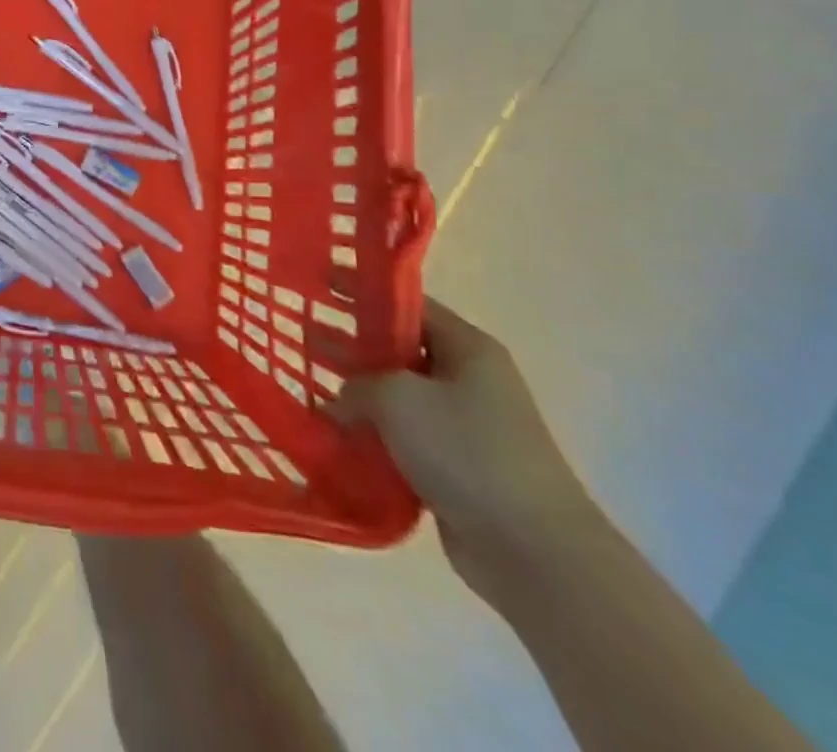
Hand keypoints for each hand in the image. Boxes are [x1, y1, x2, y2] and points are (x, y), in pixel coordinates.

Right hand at [337, 298, 599, 601]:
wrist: (535, 554)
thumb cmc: (467, 452)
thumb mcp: (398, 399)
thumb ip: (357, 385)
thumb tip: (340, 401)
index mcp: (468, 348)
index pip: (407, 303)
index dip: (361, 291)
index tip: (318, 282)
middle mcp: (469, 380)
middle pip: (399, 349)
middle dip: (351, 345)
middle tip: (302, 335)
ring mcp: (465, 426)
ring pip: (398, 397)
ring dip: (358, 396)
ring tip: (310, 388)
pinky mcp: (456, 468)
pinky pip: (404, 439)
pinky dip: (373, 436)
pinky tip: (335, 437)